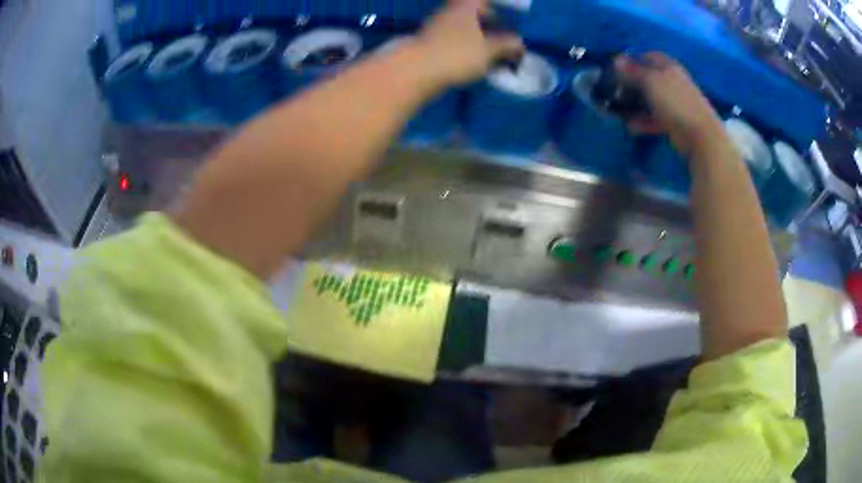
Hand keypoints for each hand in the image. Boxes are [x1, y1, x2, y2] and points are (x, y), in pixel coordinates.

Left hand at [415, 0, 524, 86]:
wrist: (416, 70)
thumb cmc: (457, 53)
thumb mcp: (490, 50)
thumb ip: (508, 44)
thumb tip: (519, 43)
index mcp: (466, 6)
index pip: (483, 0)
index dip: (497, 5)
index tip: (510, 14)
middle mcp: (450, 11)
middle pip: (473, 10)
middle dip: (489, 20)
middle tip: (503, 33)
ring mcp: (437, 26)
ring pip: (463, 25)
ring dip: (478, 35)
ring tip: (492, 51)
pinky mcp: (429, 42)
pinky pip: (453, 38)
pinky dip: (466, 44)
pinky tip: (474, 59)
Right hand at [615, 53, 727, 157]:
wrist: (700, 136)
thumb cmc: (675, 101)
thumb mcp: (650, 81)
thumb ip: (632, 71)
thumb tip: (616, 60)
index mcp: (668, 66)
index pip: (647, 57)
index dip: (631, 61)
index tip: (616, 70)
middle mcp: (671, 81)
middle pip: (647, 79)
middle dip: (630, 85)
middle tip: (614, 91)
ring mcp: (674, 102)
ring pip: (650, 99)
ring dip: (635, 105)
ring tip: (619, 112)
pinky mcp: (674, 121)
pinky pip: (654, 118)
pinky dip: (643, 121)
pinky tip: (630, 127)